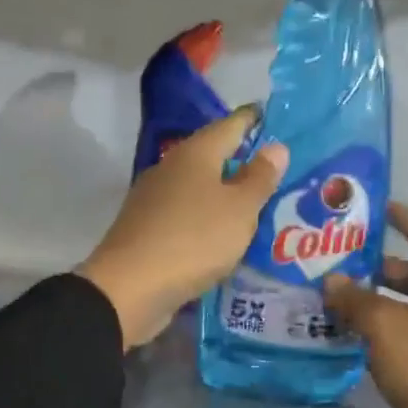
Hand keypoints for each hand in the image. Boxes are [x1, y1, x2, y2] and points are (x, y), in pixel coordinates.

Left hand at [78, 107, 287, 349]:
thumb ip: (259, 179)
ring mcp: (155, 200)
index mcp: (195, 154)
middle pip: (212, 157)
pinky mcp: (148, 230)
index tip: (275, 118)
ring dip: (225, 195)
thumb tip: (276, 147)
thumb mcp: (239, 210)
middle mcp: (171, 169)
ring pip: (199, 189)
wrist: (129, 288)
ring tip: (258, 207)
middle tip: (277, 171)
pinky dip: (208, 220)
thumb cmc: (193, 240)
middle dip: (242, 162)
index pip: (230, 125)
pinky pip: (188, 216)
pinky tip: (225, 236)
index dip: (253, 120)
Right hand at [325, 204, 407, 407]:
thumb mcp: (385, 327)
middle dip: (379, 265)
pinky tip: (350, 337)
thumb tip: (332, 279)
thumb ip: (355, 299)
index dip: (405, 217)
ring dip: (375, 301)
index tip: (376, 208)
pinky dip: (382, 331)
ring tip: (333, 298)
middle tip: (338, 260)